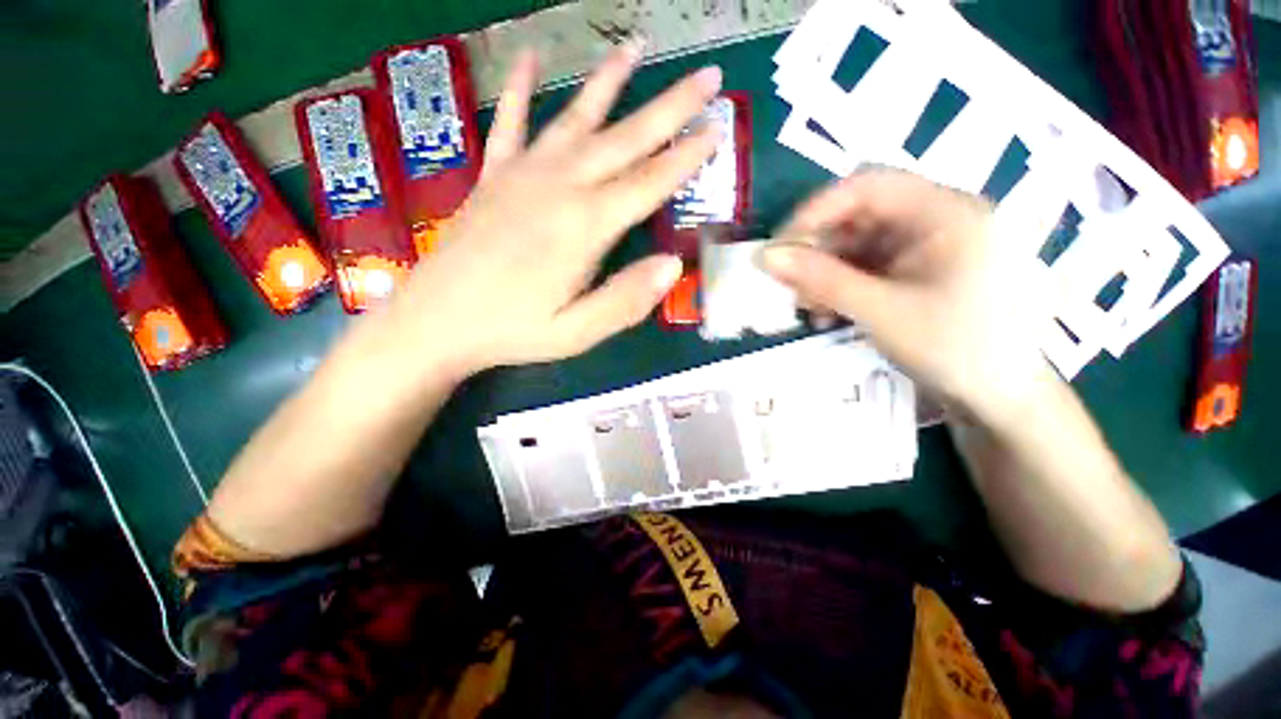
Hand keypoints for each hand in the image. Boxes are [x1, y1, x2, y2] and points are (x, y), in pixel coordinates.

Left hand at [383, 42, 723, 375]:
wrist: (434, 321)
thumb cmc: (511, 331)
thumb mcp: (576, 332)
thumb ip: (625, 300)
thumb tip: (672, 266)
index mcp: (585, 228)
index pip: (649, 184)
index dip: (687, 158)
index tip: (718, 129)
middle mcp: (559, 188)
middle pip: (625, 139)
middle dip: (670, 107)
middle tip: (707, 76)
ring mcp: (522, 175)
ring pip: (576, 119)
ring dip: (609, 82)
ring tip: (636, 47)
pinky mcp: (492, 176)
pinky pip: (511, 123)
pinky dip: (523, 89)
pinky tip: (532, 57)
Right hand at [761, 169, 1053, 420]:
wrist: (1002, 397)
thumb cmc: (955, 348)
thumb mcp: (880, 311)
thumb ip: (820, 279)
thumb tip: (764, 256)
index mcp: (946, 212)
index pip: (867, 186)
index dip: (815, 212)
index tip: (779, 248)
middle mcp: (939, 218)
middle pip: (860, 215)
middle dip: (818, 250)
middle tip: (788, 284)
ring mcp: (930, 245)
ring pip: (859, 244)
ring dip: (825, 272)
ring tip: (806, 306)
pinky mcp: (921, 269)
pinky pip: (870, 266)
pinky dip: (843, 285)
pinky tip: (828, 312)